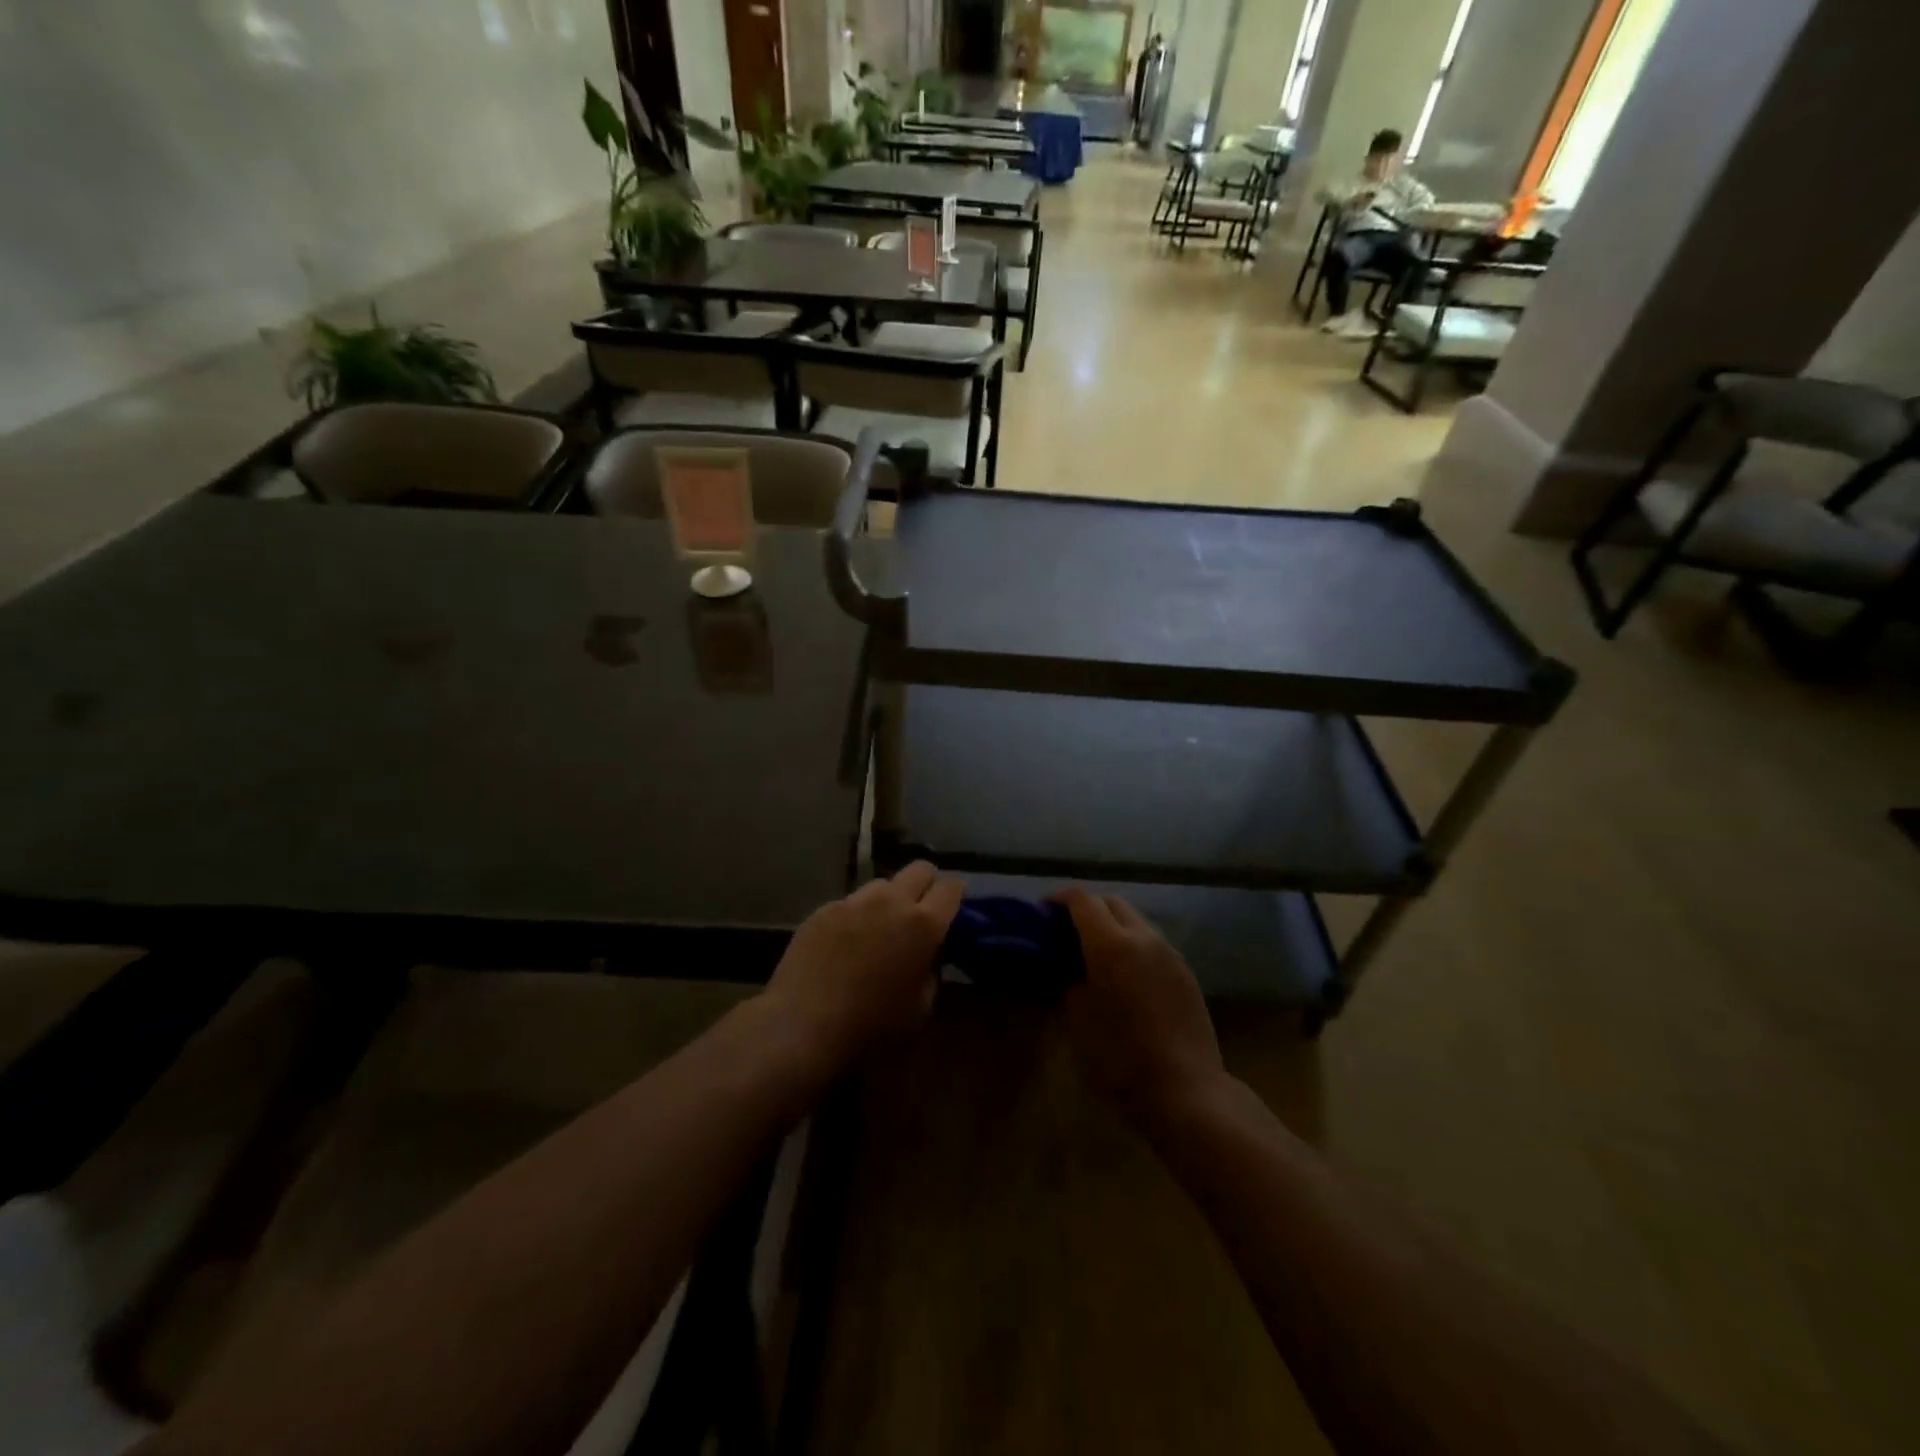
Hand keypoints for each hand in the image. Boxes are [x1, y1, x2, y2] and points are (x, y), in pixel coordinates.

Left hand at [763, 861, 963, 1076]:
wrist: (802, 1026)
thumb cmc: (870, 1026)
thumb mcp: (920, 1009)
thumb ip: (930, 970)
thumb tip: (926, 955)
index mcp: (923, 924)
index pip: (951, 887)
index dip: (955, 896)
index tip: (951, 911)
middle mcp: (891, 901)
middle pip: (920, 868)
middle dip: (926, 885)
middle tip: (920, 913)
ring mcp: (853, 901)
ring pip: (882, 884)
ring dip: (888, 900)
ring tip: (877, 930)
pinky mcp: (823, 909)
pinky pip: (850, 903)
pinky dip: (855, 916)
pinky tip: (843, 945)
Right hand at [1055, 888, 1225, 1126]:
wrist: (1186, 1089)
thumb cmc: (1122, 1057)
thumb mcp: (1078, 1019)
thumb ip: (1069, 980)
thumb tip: (1067, 965)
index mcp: (1111, 944)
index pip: (1082, 900)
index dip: (1060, 899)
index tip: (1043, 912)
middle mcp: (1143, 937)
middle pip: (1112, 902)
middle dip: (1088, 908)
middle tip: (1068, 932)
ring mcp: (1169, 952)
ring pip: (1136, 920)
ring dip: (1113, 925)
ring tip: (1097, 953)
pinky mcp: (1185, 971)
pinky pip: (1153, 943)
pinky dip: (1133, 944)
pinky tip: (1126, 975)